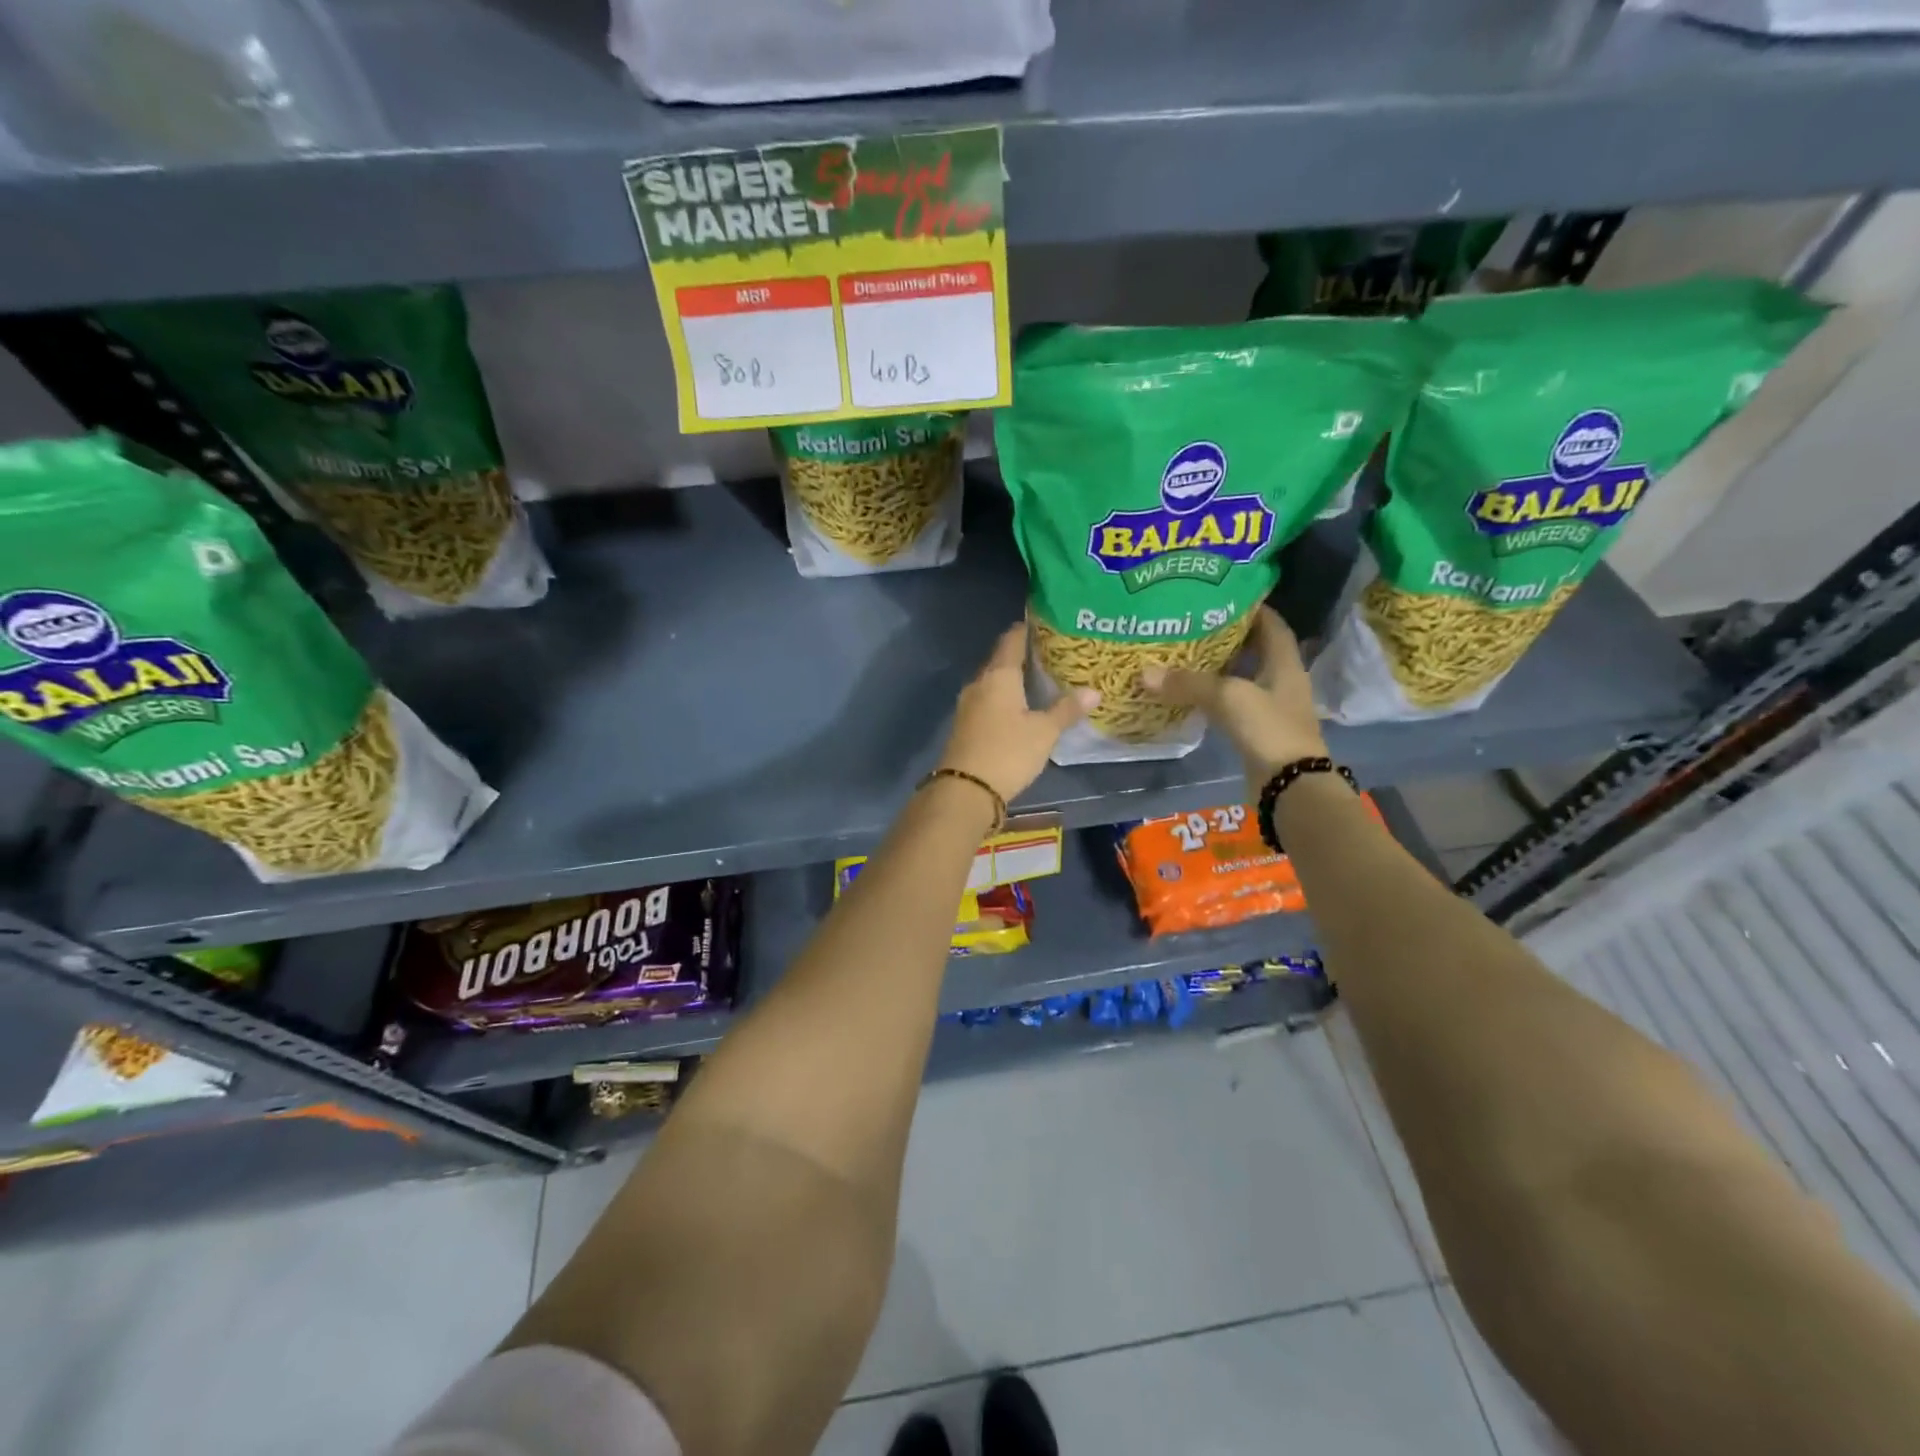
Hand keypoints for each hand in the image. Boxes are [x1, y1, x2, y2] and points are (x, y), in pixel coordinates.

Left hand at [938, 623, 1097, 802]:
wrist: (965, 790)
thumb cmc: (1008, 752)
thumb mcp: (1044, 732)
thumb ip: (1066, 710)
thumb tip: (1093, 691)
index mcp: (998, 676)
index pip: (1011, 640)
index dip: (1026, 629)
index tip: (1043, 623)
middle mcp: (979, 683)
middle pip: (1000, 659)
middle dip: (1021, 654)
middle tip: (1049, 652)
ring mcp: (968, 704)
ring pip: (992, 681)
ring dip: (1011, 678)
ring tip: (1038, 678)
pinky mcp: (965, 724)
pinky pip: (987, 700)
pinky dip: (1003, 697)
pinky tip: (1019, 706)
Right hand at [1141, 608, 1328, 785]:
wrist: (1291, 786)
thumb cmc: (1269, 729)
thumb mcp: (1228, 697)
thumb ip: (1188, 683)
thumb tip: (1144, 673)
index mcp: (1284, 662)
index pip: (1271, 624)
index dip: (1250, 607)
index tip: (1221, 596)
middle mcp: (1281, 680)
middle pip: (1255, 649)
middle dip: (1227, 637)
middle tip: (1192, 625)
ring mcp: (1271, 708)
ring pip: (1242, 678)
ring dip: (1218, 668)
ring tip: (1184, 655)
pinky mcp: (1258, 731)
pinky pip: (1233, 704)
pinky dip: (1214, 697)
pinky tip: (1190, 694)